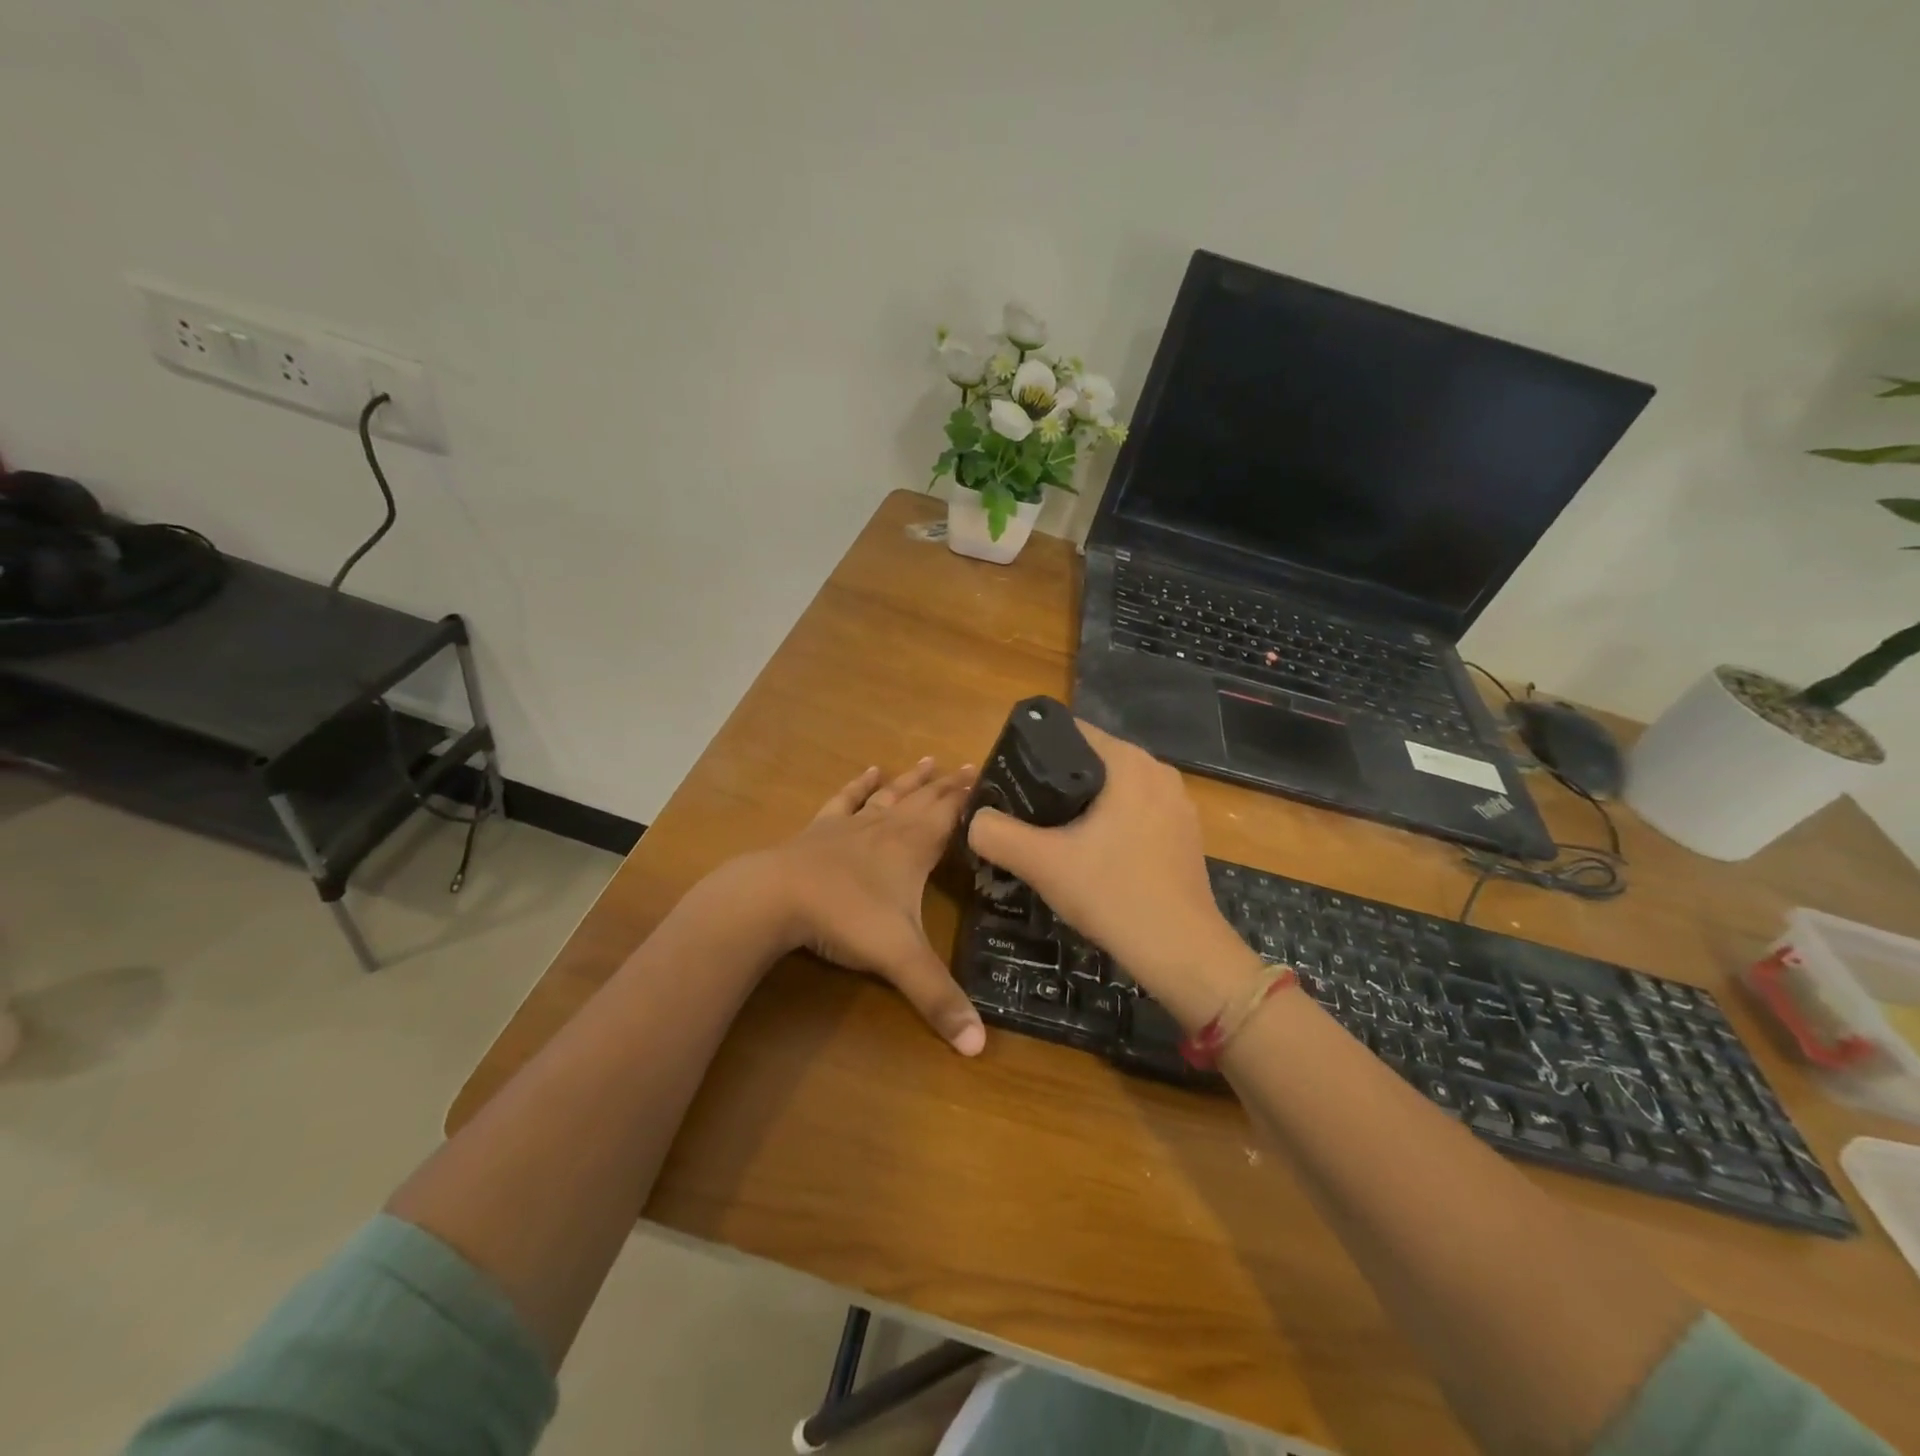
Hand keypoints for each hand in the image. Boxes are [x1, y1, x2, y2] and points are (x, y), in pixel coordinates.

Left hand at [745, 757, 985, 1054]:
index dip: (969, 798)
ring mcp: (851, 826)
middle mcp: (887, 828)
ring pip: (889, 796)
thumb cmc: (845, 918)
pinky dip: (859, 785)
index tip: (987, 775)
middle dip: (947, 786)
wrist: (775, 896)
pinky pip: (845, 801)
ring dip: (910, 780)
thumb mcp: (899, 959)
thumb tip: (980, 1047)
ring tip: (927, 761)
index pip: (950, 815)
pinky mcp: (820, 830)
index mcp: (913, 848)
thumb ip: (938, 999)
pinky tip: (868, 771)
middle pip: (923, 800)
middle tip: (967, 766)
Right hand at [966, 722, 1256, 1027]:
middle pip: (1091, 761)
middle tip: (1020, 809)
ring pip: (1114, 790)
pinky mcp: (1183, 834)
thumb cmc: (1114, 895)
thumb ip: (997, 834)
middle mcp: (1159, 772)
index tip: (1008, 778)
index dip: (1034, 749)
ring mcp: (1177, 804)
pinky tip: (1089, 854)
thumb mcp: (1043, 864)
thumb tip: (975, 820)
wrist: (1183, 953)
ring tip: (1048, 832)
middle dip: (1054, 780)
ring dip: (1082, 805)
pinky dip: (1109, 823)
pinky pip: (1135, 813)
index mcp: (1130, 763)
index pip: (1072, 731)